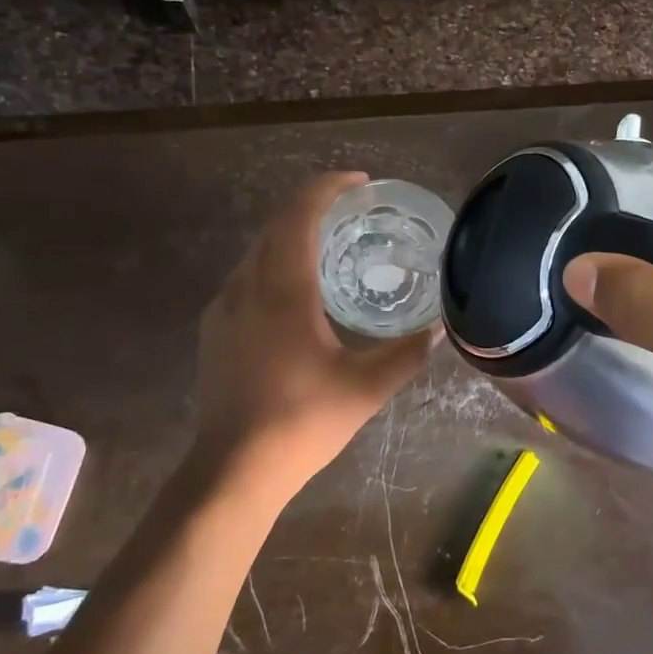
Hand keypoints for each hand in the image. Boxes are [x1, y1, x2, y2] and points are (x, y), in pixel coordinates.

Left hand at [192, 172, 433, 499]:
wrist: (234, 469)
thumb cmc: (303, 421)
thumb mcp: (366, 388)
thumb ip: (406, 353)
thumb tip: (438, 329)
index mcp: (283, 290)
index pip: (299, 214)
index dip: (328, 187)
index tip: (361, 183)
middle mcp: (246, 287)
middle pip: (275, 225)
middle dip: (312, 207)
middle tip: (354, 213)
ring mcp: (223, 309)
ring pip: (257, 251)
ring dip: (291, 237)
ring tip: (331, 248)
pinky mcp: (214, 331)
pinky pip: (246, 278)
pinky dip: (275, 265)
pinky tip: (297, 295)